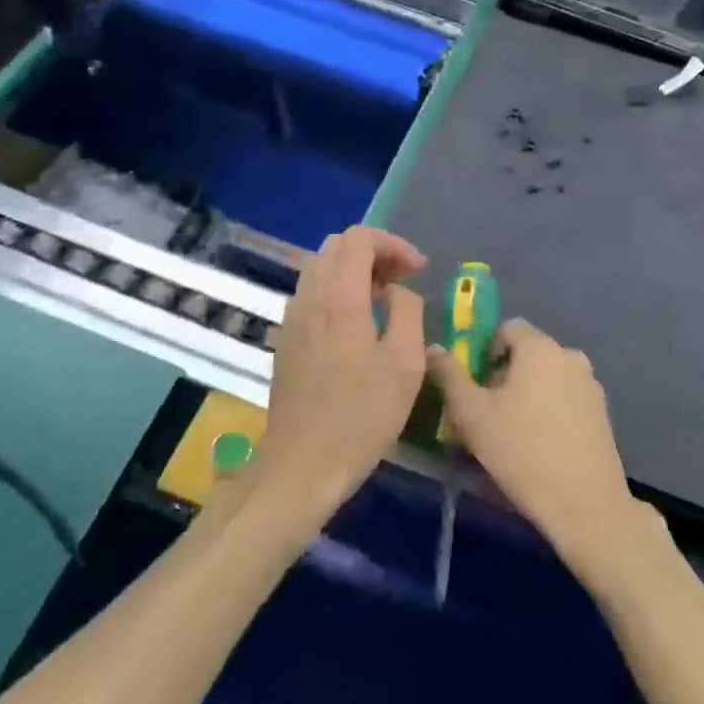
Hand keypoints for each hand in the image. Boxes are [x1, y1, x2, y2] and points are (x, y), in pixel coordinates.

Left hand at [251, 226, 427, 521]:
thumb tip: (399, 291)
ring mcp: (292, 318)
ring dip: (353, 271)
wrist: (302, 465)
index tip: (417, 270)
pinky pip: (311, 294)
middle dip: (374, 252)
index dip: (393, 244)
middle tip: (402, 279)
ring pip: (320, 268)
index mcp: (339, 297)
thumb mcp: (405, 363)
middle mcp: (310, 298)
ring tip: (383, 299)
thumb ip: (408, 311)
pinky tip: (356, 324)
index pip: (359, 238)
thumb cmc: (362, 415)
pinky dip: (336, 290)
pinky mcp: (285, 340)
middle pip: (336, 246)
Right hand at [428, 320, 644, 580]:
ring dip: (528, 392)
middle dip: (505, 374)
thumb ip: (450, 377)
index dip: (486, 350)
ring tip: (512, 432)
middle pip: (529, 352)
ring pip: (548, 376)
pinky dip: (550, 409)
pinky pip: (567, 397)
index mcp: (540, 348)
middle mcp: (570, 356)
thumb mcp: (473, 416)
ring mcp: (590, 384)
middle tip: (488, 412)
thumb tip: (434, 349)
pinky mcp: (602, 412)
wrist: (585, 503)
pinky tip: (541, 444)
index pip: (508, 328)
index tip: (475, 385)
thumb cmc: (522, 451)